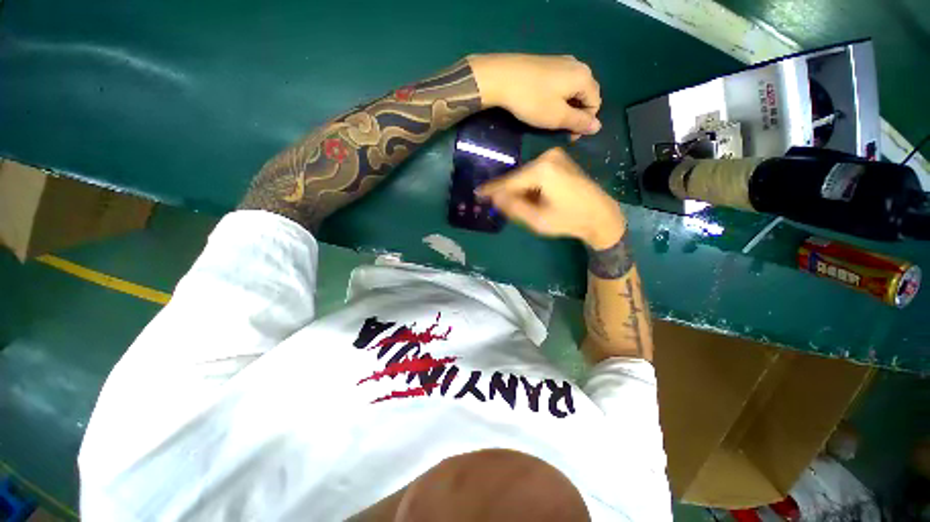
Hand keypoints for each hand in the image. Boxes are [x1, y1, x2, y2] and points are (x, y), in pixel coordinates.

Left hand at [467, 54, 601, 138]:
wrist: (502, 77)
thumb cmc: (532, 100)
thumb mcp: (557, 117)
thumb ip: (579, 122)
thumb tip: (598, 127)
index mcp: (584, 77)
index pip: (595, 104)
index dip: (585, 123)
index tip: (569, 137)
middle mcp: (578, 65)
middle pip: (586, 95)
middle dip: (577, 115)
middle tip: (561, 130)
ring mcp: (562, 61)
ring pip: (573, 89)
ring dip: (567, 107)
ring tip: (552, 119)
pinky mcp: (548, 63)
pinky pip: (561, 83)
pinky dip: (558, 97)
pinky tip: (545, 105)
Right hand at [476, 148, 624, 249]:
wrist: (600, 214)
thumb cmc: (569, 220)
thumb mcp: (537, 220)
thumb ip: (513, 208)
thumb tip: (494, 198)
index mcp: (542, 170)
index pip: (509, 181)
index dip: (492, 190)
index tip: (477, 194)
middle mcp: (547, 156)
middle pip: (517, 176)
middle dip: (507, 191)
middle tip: (497, 206)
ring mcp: (554, 156)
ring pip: (525, 175)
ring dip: (518, 189)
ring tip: (516, 205)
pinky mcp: (558, 160)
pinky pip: (534, 173)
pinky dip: (528, 185)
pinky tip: (530, 198)